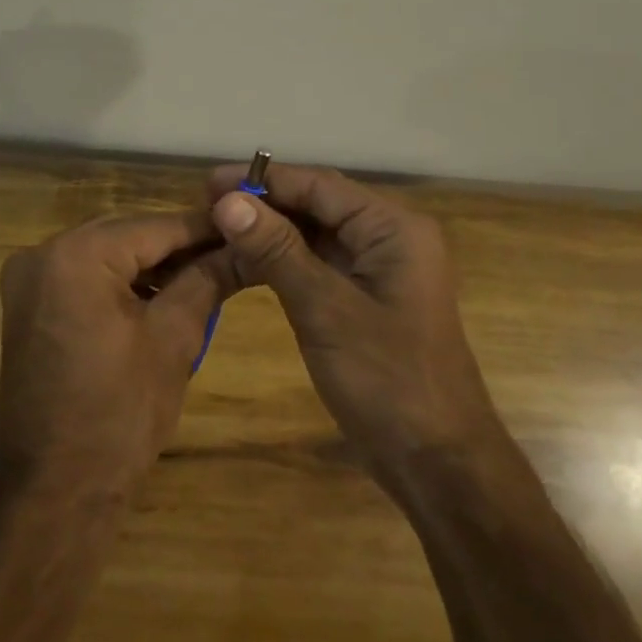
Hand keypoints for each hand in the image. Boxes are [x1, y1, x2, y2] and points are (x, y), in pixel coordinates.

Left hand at [0, 211, 229, 499]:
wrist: (54, 489)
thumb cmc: (118, 413)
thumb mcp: (173, 338)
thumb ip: (208, 280)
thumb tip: (245, 247)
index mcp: (76, 255)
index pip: (156, 226)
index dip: (206, 229)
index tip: (249, 228)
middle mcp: (43, 253)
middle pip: (128, 236)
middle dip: (180, 246)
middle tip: (233, 253)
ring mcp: (29, 280)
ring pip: (107, 255)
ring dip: (153, 265)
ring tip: (208, 275)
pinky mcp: (29, 306)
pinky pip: (86, 278)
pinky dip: (123, 284)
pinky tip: (163, 296)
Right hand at [207, 163, 503, 481]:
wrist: (436, 461)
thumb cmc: (387, 379)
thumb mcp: (325, 309)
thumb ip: (277, 250)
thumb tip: (228, 201)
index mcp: (392, 229)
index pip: (319, 186)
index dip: (263, 181)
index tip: (209, 183)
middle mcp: (388, 238)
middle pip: (317, 206)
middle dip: (263, 204)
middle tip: (205, 207)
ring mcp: (377, 270)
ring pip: (315, 236)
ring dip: (269, 232)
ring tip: (216, 230)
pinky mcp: (364, 299)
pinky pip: (318, 265)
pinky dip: (282, 262)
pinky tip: (245, 263)